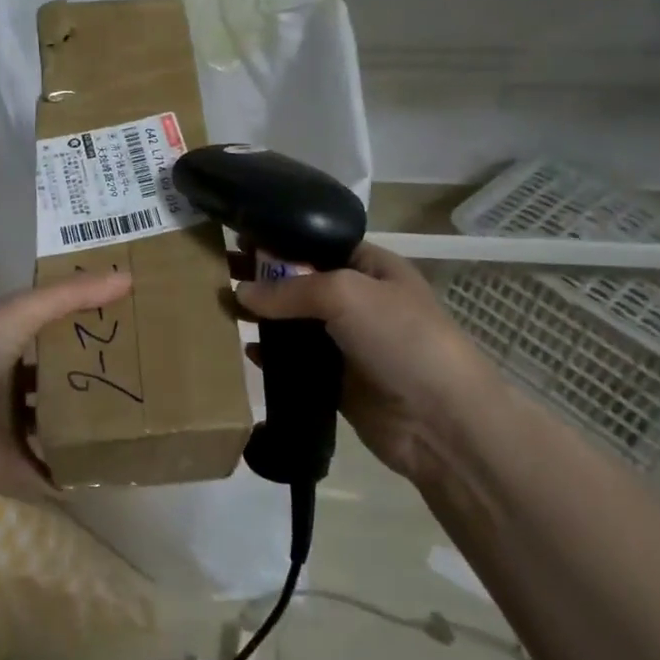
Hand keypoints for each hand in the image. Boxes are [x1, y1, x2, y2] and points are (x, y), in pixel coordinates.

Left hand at [0, 271, 132, 503]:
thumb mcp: (23, 311)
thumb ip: (71, 295)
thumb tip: (129, 277)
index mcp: (3, 344)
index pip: (47, 332)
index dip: (79, 328)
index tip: (122, 327)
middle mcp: (5, 384)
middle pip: (54, 380)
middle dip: (88, 379)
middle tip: (136, 378)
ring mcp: (7, 429)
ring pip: (53, 426)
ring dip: (82, 426)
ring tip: (130, 423)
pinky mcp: (12, 467)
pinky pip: (49, 473)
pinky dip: (72, 476)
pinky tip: (107, 472)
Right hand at [236, 244, 506, 483]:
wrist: (442, 421)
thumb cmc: (401, 339)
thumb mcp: (346, 294)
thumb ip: (290, 289)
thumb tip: (241, 293)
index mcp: (371, 268)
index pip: (318, 244)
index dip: (279, 240)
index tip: (237, 238)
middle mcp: (358, 301)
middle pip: (301, 282)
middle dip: (262, 277)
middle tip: (218, 271)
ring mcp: (347, 343)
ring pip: (295, 323)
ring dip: (262, 317)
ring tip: (222, 309)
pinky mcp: (336, 382)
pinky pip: (296, 363)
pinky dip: (271, 356)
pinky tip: (246, 351)